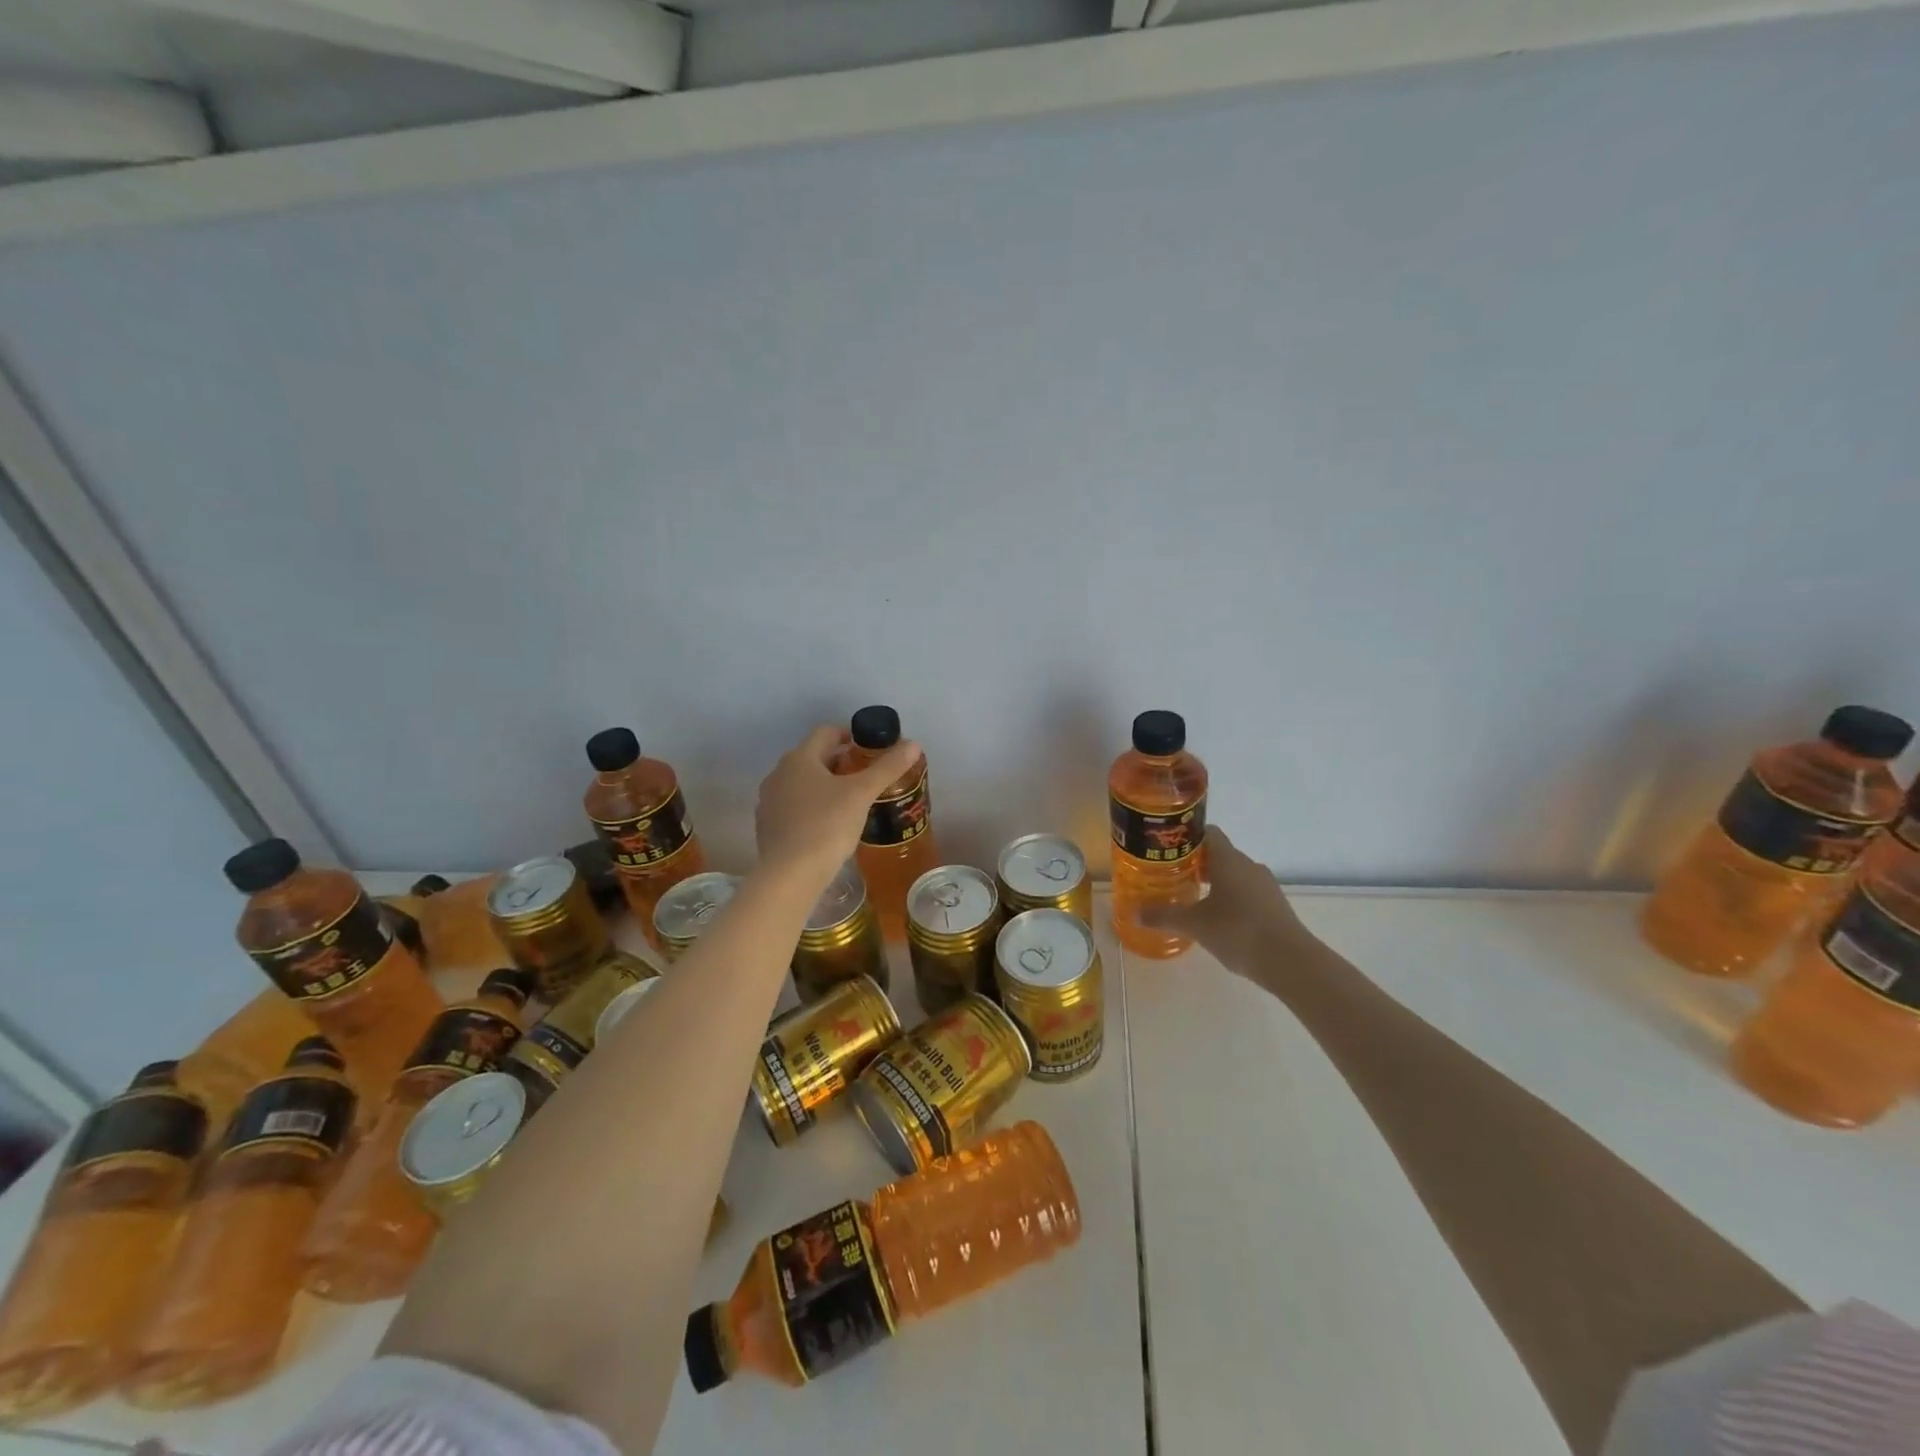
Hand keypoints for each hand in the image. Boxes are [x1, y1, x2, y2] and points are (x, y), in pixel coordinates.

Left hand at [754, 725, 922, 886]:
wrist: (789, 876)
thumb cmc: (826, 826)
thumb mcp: (862, 795)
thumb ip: (888, 768)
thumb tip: (914, 745)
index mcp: (799, 758)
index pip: (826, 732)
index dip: (850, 734)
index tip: (870, 749)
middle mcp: (779, 773)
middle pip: (814, 757)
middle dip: (841, 762)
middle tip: (867, 776)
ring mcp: (770, 801)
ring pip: (803, 783)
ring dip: (826, 785)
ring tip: (852, 801)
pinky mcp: (768, 826)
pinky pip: (795, 807)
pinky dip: (813, 807)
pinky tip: (830, 825)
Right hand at [1140, 827, 1306, 969]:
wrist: (1291, 962)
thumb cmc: (1238, 931)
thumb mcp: (1195, 925)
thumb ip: (1163, 916)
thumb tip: (1133, 913)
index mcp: (1228, 860)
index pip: (1208, 832)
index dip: (1187, 836)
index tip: (1168, 847)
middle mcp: (1249, 865)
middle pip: (1220, 854)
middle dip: (1196, 863)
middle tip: (1172, 875)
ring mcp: (1266, 886)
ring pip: (1235, 874)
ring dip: (1215, 882)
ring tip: (1191, 898)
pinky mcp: (1275, 906)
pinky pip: (1248, 893)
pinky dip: (1231, 898)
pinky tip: (1218, 919)